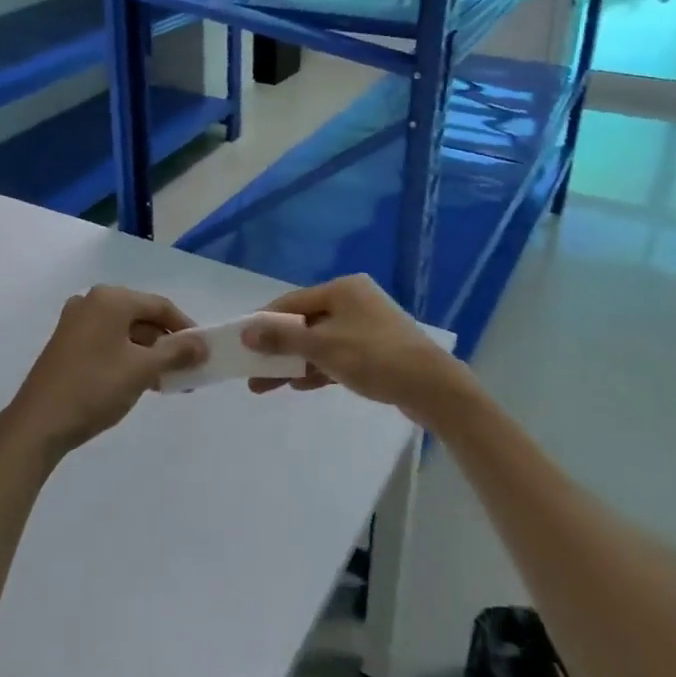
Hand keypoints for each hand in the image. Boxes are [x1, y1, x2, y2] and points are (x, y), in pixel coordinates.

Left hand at [0, 286, 202, 459]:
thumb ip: (176, 352)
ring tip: (166, 381)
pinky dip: (126, 356)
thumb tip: (203, 344)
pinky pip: (107, 341)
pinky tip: (138, 381)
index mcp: (111, 299)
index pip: (160, 306)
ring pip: (124, 331)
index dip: (185, 327)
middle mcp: (91, 302)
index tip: (203, 352)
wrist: (39, 423)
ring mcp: (75, 322)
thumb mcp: (142, 370)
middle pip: (141, 316)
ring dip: (148, 353)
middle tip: (186, 369)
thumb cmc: (95, 387)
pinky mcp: (66, 343)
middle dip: (166, 343)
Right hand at [242, 274, 469, 423]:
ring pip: (320, 342)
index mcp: (342, 289)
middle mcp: (353, 301)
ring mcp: (367, 326)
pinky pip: (337, 355)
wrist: (433, 388)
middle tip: (252, 370)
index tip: (242, 342)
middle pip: (305, 323)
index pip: (291, 302)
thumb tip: (246, 331)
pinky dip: (318, 367)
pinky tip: (299, 384)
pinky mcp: (376, 350)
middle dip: (278, 348)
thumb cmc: (375, 358)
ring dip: (294, 361)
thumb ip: (283, 339)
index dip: (264, 322)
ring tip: (267, 385)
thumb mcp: (323, 348)